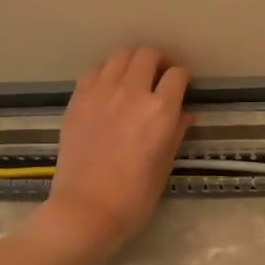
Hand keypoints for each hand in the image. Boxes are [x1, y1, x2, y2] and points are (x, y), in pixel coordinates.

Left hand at [36, 47, 193, 264]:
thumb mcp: (165, 165)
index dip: (182, 78)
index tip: (182, 87)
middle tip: (160, 76)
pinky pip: (95, 70)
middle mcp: (131, 93)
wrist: (85, 210)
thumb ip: (176, 132)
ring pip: (120, 55)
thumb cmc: (134, 196)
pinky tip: (108, 87)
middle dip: (159, 61)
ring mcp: (100, 93)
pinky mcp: (77, 100)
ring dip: (132, 61)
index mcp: (160, 111)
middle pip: (148, 54)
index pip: (177, 75)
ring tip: (134, 77)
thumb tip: (187, 113)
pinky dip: (106, 72)